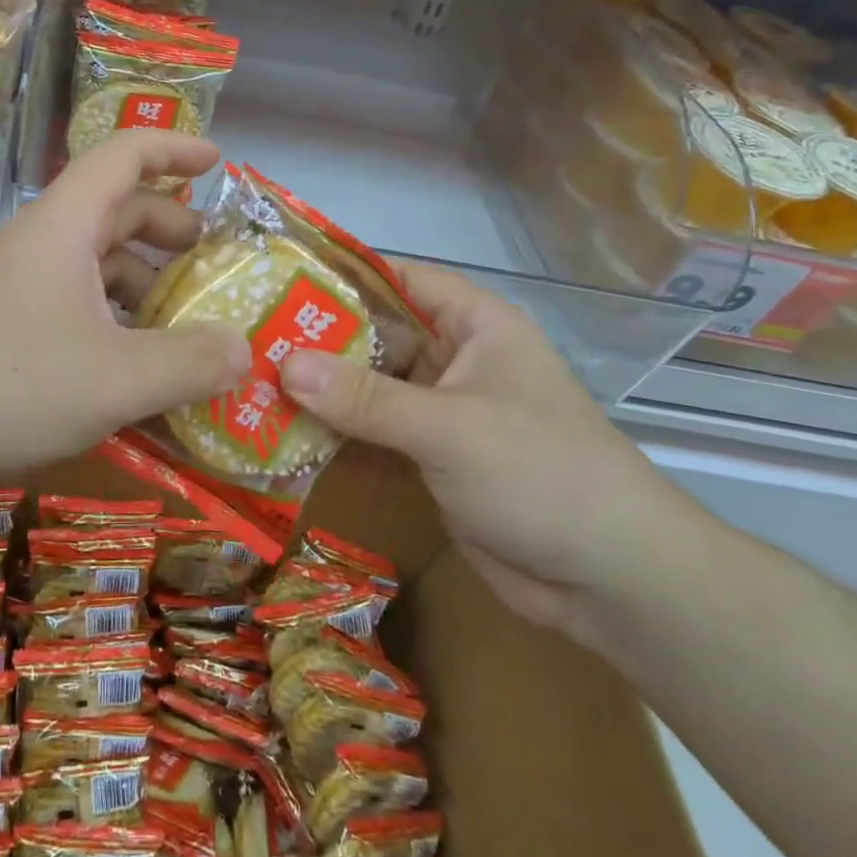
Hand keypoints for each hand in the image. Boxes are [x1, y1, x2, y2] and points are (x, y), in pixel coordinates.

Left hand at [0, 130, 251, 487]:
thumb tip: (246, 350)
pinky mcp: (2, 323)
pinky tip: (132, 367)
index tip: (218, 163)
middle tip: (214, 264)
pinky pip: (74, 304)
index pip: (125, 155)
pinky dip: (113, 321)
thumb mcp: (114, 380)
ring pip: (95, 263)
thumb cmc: (4, 382)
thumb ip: (188, 364)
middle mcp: (42, 243)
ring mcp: (18, 283)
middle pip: (117, 211)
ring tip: (185, 324)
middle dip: (171, 230)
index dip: (175, 149)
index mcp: (67, 225)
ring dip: (144, 283)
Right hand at [280, 263, 703, 650]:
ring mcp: (441, 410)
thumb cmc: (540, 474)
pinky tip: (283, 438)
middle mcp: (454, 358)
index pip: (397, 279)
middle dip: (316, 341)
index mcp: (474, 325)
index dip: (340, 275)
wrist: (610, 582)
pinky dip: (336, 436)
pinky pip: (373, 434)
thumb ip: (367, 398)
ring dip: (320, 393)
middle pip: (374, 335)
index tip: (276, 280)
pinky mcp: (430, 457)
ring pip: (368, 388)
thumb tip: (284, 364)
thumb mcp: (450, 428)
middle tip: (246, 340)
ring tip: (250, 386)